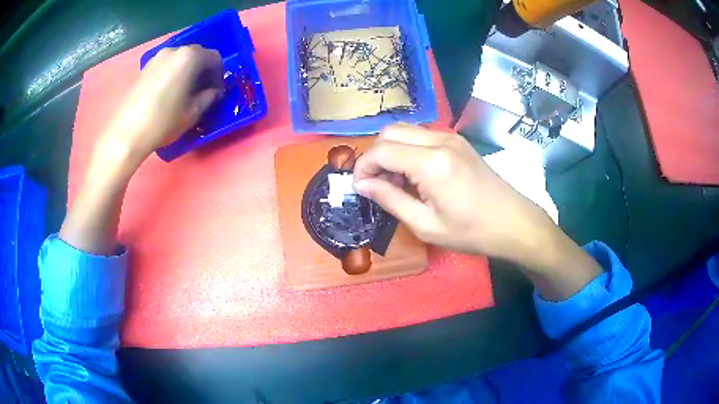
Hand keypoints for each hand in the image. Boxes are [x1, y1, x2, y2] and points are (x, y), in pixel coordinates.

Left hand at [98, 45, 223, 167]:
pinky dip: (174, 72)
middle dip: (204, 70)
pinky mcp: (146, 67)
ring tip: (185, 91)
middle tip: (203, 90)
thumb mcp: (193, 113)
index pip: (214, 58)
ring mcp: (158, 57)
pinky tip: (169, 91)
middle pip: (197, 54)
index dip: (219, 75)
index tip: (217, 91)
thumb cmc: (163, 122)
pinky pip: (167, 64)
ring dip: (188, 71)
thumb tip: (214, 91)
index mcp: (189, 57)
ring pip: (181, 58)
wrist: (127, 133)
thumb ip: (209, 97)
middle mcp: (174, 50)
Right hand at [354, 124, 551, 261]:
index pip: (381, 151)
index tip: (359, 188)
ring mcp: (450, 137)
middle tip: (376, 183)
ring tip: (395, 181)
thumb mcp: (426, 225)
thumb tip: (362, 185)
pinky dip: (408, 149)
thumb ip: (390, 200)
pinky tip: (414, 174)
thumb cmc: (471, 231)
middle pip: (389, 131)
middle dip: (374, 154)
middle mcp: (439, 140)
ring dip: (391, 150)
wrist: (513, 222)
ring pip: (405, 130)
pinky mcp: (458, 141)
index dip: (362, 167)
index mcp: (431, 163)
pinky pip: (421, 136)